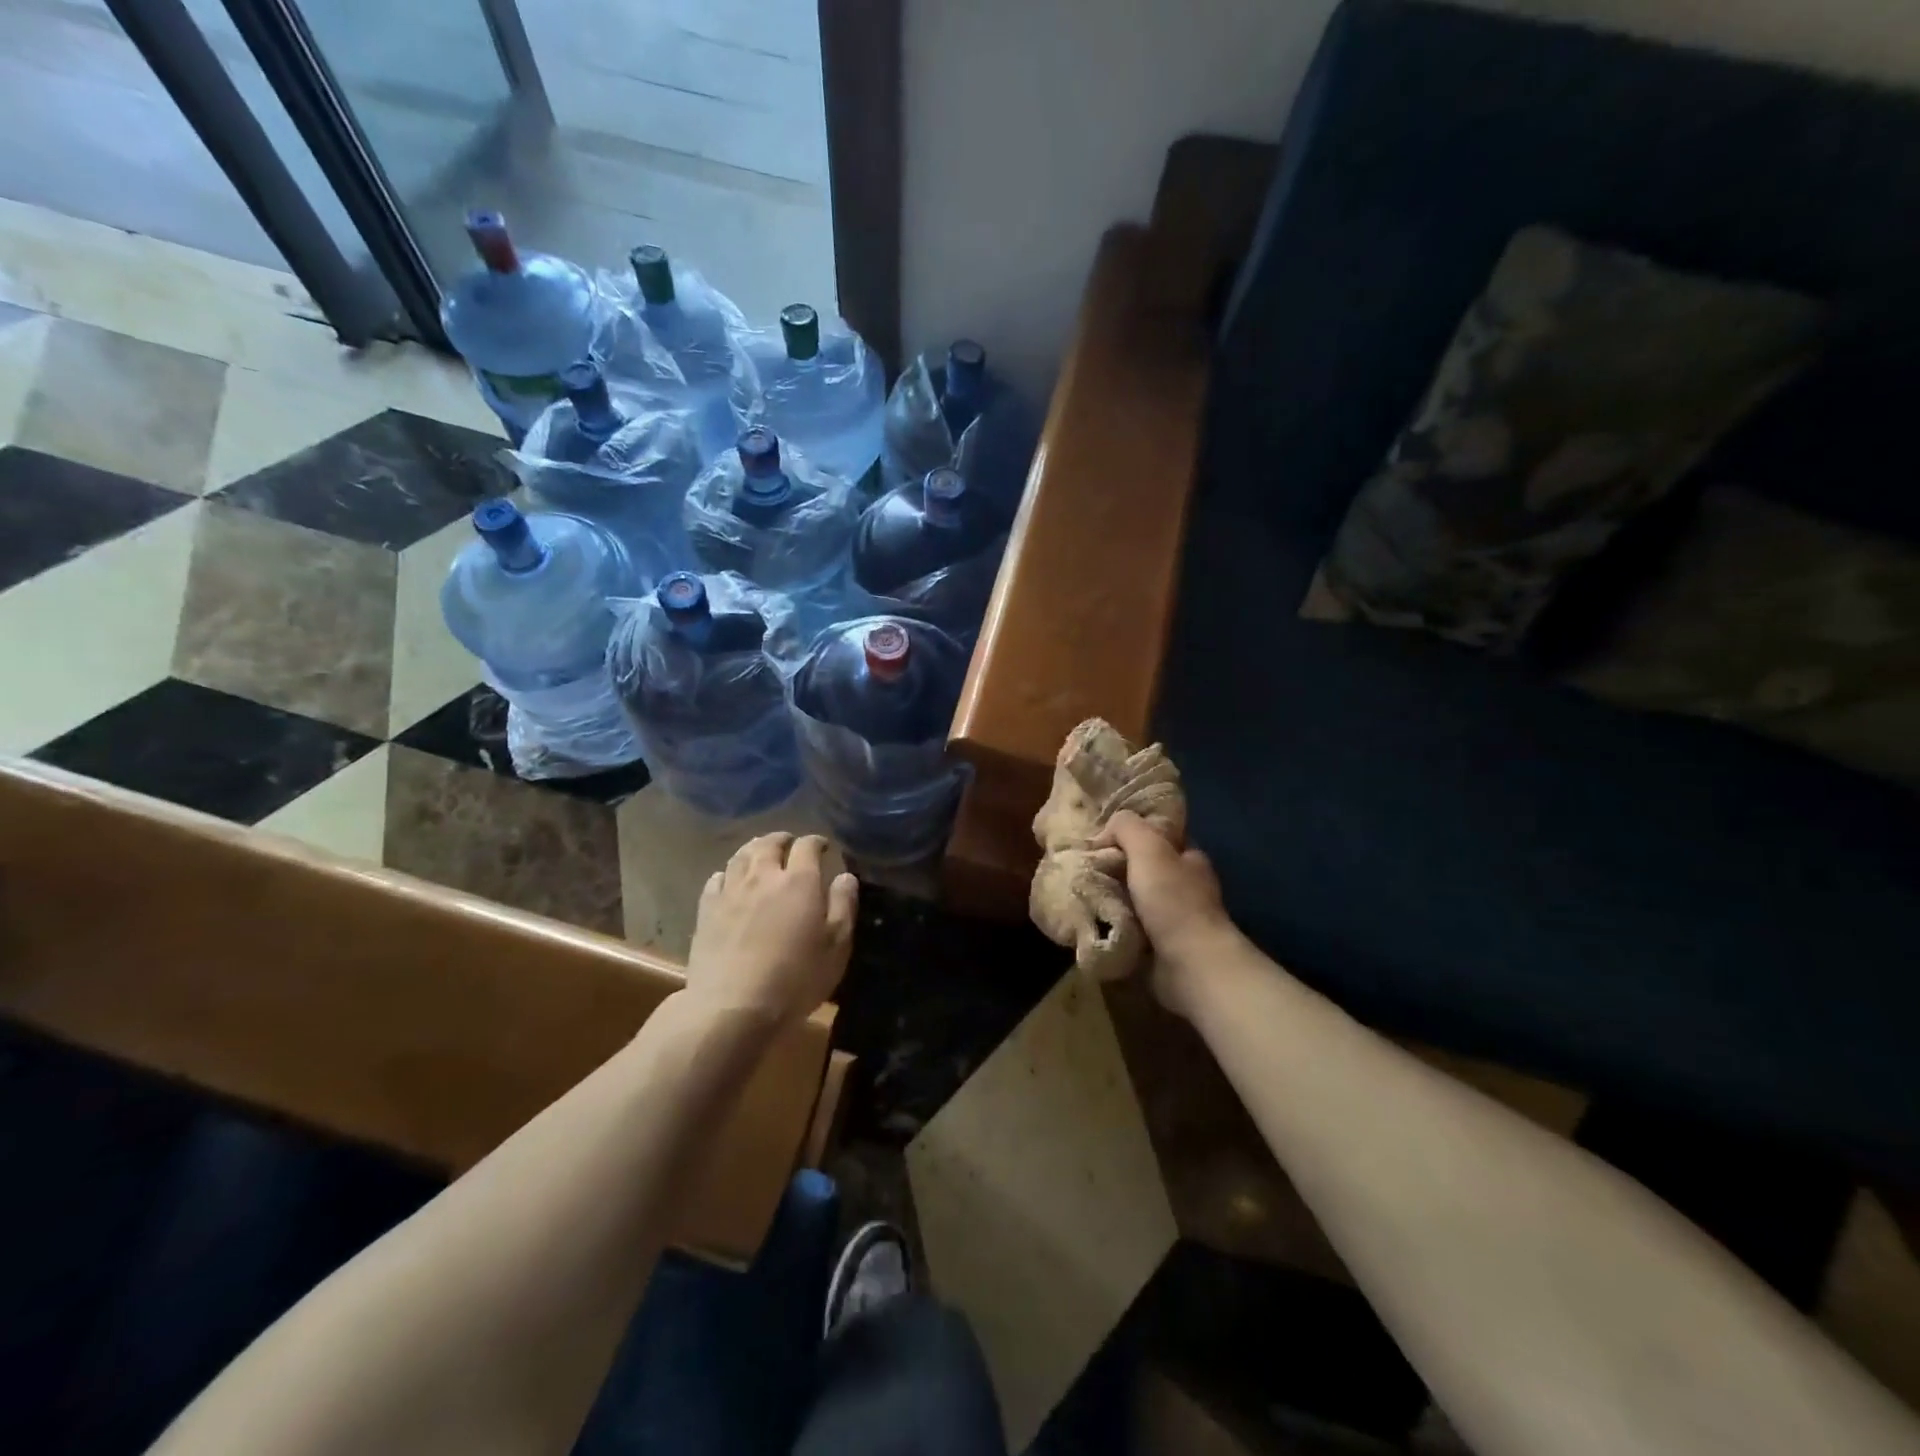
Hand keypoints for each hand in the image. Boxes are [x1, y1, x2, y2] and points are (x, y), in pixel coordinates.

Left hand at [685, 833, 858, 1027]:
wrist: (733, 1008)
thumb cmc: (796, 979)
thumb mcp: (836, 946)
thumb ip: (843, 905)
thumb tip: (845, 876)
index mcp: (799, 881)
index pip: (807, 846)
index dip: (816, 842)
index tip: (824, 847)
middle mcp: (763, 877)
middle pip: (769, 844)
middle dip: (782, 839)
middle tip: (790, 843)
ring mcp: (730, 892)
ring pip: (740, 856)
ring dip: (754, 849)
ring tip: (760, 853)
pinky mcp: (706, 911)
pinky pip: (716, 880)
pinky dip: (727, 873)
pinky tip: (729, 880)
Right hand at [1096, 811, 1240, 1016]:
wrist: (1190, 964)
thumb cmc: (1173, 900)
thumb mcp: (1148, 847)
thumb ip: (1127, 827)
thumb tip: (1104, 832)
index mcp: (1190, 858)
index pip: (1160, 837)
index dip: (1134, 833)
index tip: (1101, 838)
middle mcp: (1186, 886)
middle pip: (1145, 869)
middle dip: (1116, 868)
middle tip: (1082, 867)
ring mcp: (1175, 920)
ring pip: (1135, 899)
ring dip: (1112, 898)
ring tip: (1079, 893)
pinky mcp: (1162, 948)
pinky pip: (1130, 928)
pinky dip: (1114, 925)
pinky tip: (1092, 920)